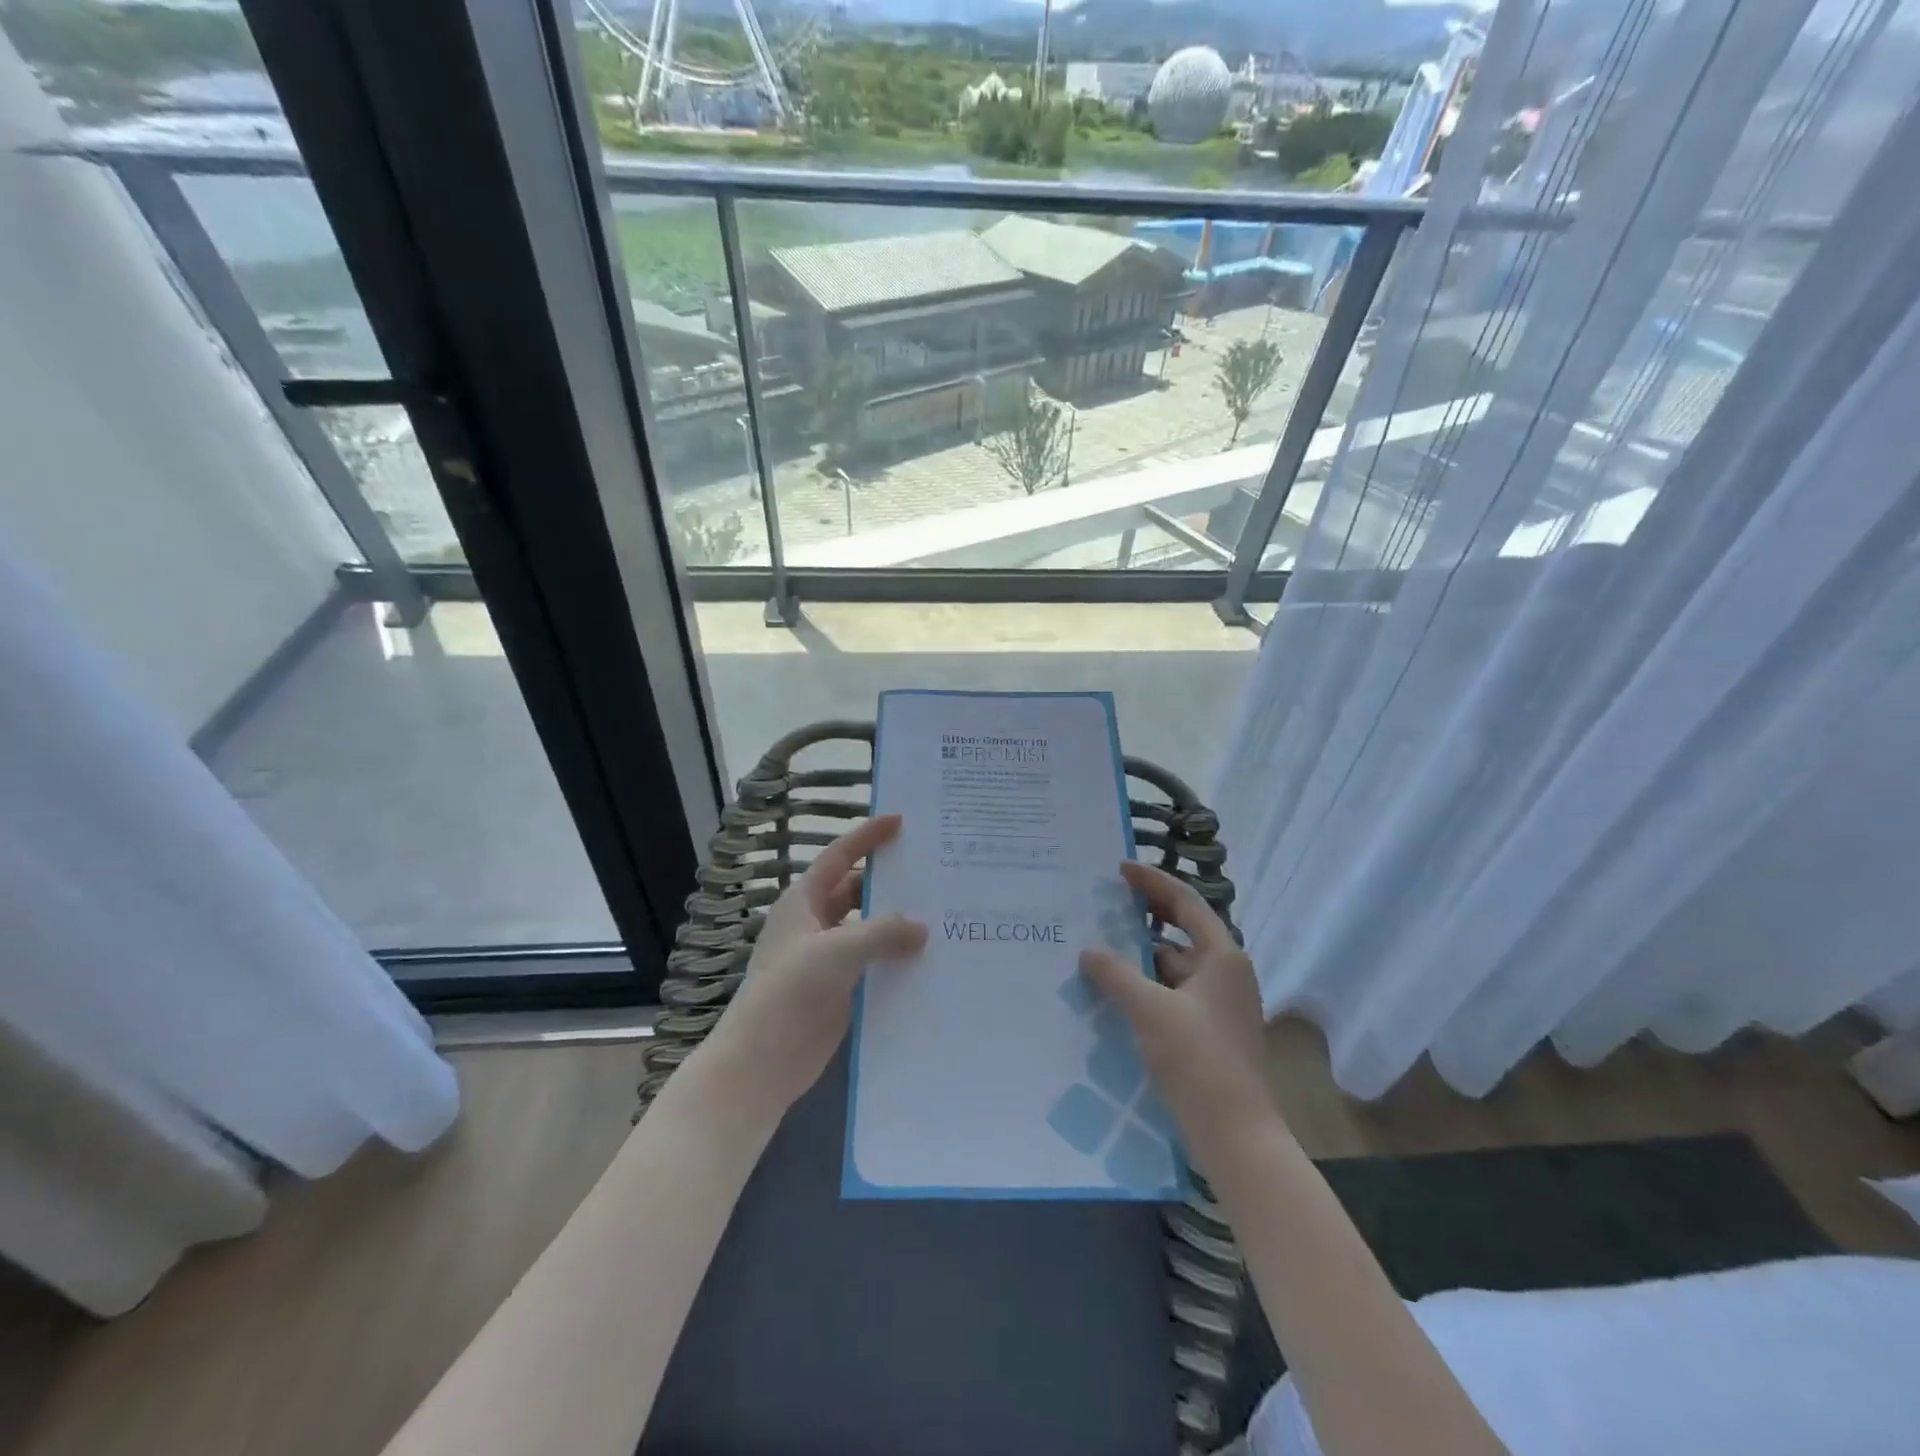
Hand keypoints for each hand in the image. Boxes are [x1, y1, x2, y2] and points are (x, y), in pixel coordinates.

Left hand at [701, 815, 926, 1120]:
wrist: (761, 1063)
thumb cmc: (790, 992)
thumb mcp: (837, 951)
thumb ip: (883, 933)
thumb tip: (922, 927)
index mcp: (803, 902)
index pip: (839, 857)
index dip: (867, 836)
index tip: (900, 820)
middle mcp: (815, 924)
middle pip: (857, 892)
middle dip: (889, 884)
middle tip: (932, 873)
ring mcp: (826, 958)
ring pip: (868, 930)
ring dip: (897, 925)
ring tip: (941, 915)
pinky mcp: (839, 990)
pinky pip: (873, 964)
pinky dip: (896, 959)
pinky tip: (929, 961)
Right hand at [1079, 861, 1275, 1179]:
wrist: (1236, 1135)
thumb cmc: (1198, 1060)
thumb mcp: (1150, 1010)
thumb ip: (1116, 974)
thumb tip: (1088, 950)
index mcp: (1222, 956)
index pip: (1185, 901)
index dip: (1152, 882)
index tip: (1118, 869)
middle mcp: (1224, 973)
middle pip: (1180, 931)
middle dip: (1142, 917)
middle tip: (1103, 906)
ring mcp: (1217, 1004)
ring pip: (1172, 966)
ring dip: (1139, 957)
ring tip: (1097, 948)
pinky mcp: (1207, 1032)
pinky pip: (1170, 994)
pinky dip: (1144, 988)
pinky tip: (1112, 993)